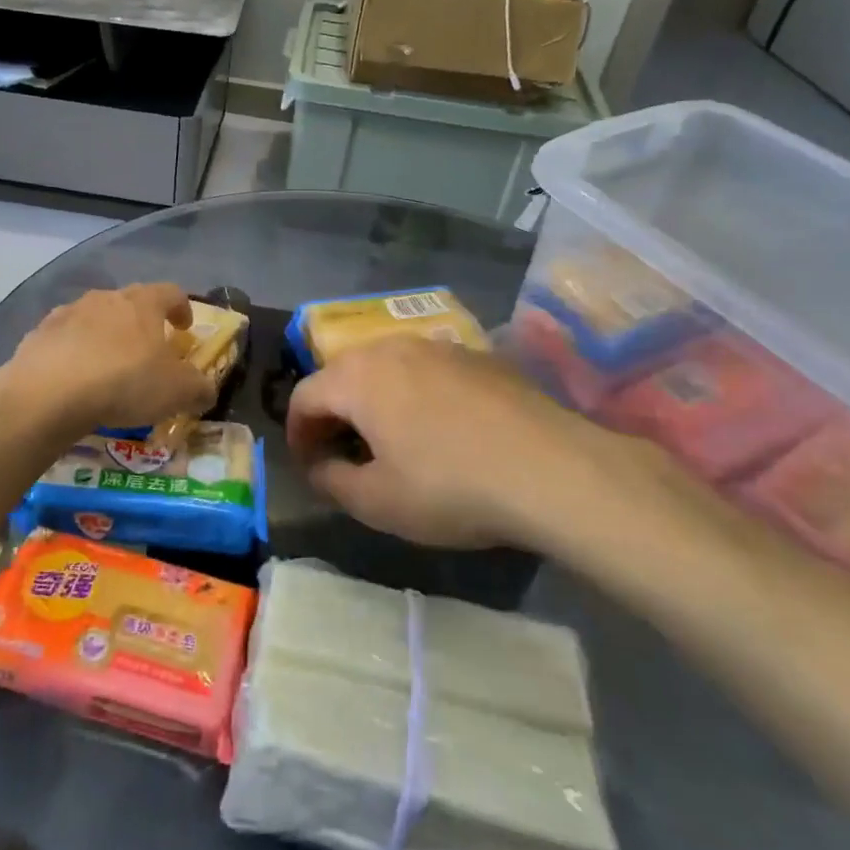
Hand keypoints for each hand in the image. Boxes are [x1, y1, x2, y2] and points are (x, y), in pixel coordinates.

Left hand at [0, 284, 215, 441]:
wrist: (47, 392)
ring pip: (95, 319)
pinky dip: (74, 353)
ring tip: (109, 368)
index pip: (171, 292)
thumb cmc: (123, 382)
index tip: (185, 327)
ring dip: (106, 337)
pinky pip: (65, 340)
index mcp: (143, 303)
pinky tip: (75, 379)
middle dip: (142, 323)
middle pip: (130, 303)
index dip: (181, 308)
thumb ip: (199, 388)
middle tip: (149, 350)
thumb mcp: (176, 392)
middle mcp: (106, 298)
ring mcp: (68, 313)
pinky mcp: (39, 334)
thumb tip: (207, 390)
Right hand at [288, 337, 672, 552]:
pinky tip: (441, 429)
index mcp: (357, 377)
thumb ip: (332, 481)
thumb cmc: (450, 486)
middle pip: (343, 374)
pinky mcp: (477, 355)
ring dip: (374, 399)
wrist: (551, 468)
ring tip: (389, 439)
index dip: (298, 433)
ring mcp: (438, 346)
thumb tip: (320, 466)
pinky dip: (415, 393)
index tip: (309, 467)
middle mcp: (390, 348)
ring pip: (387, 367)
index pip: (305, 396)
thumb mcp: (378, 502)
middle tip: (343, 452)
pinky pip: (427, 370)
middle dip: (334, 412)